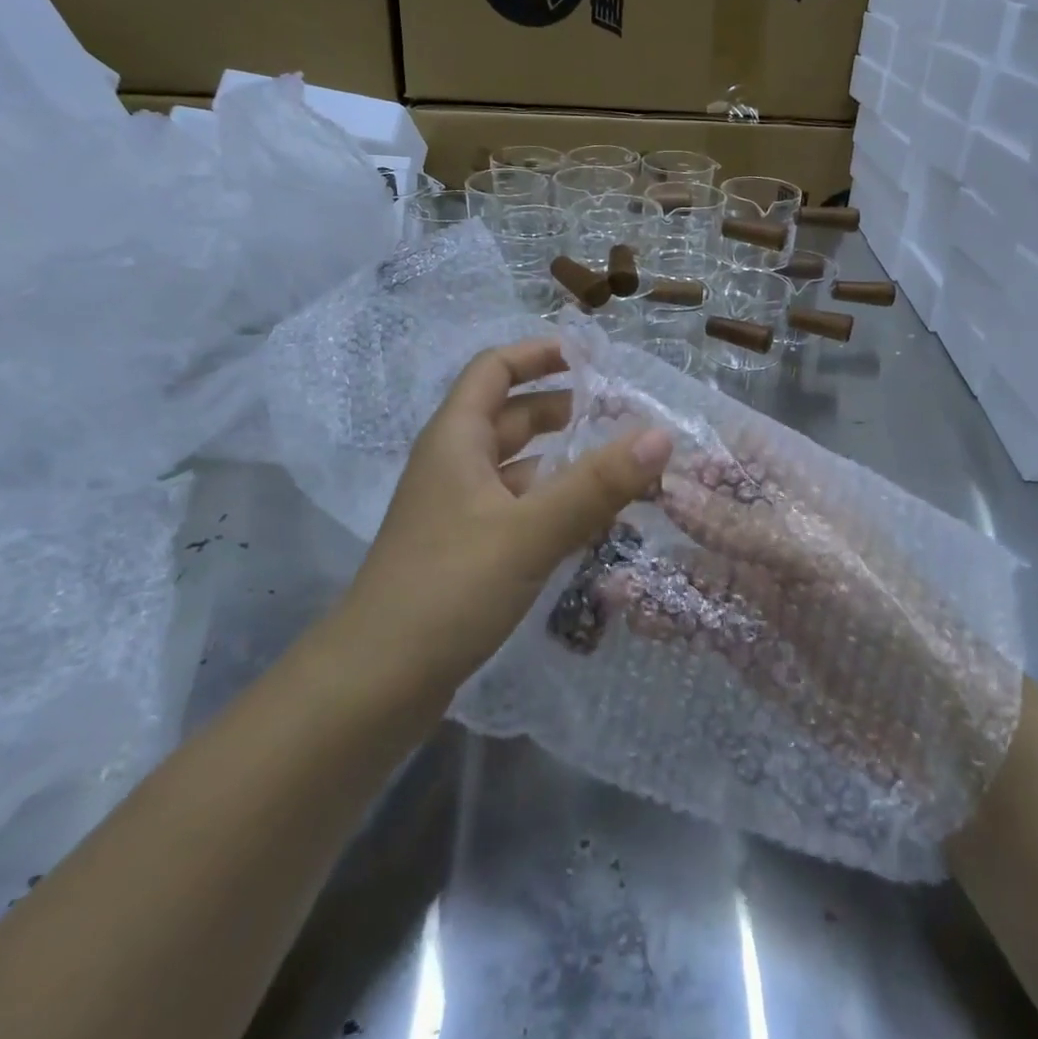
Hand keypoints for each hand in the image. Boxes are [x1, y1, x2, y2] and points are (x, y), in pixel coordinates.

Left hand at [336, 336, 673, 693]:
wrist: (375, 684)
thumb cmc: (447, 589)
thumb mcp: (529, 531)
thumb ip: (596, 485)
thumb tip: (662, 435)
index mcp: (456, 440)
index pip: (494, 370)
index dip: (538, 354)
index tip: (591, 358)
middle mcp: (455, 466)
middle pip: (512, 417)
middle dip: (565, 410)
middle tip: (623, 417)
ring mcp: (459, 512)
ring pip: (520, 469)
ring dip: (565, 463)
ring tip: (623, 470)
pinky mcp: (467, 552)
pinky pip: (519, 510)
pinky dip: (555, 505)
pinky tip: (593, 524)